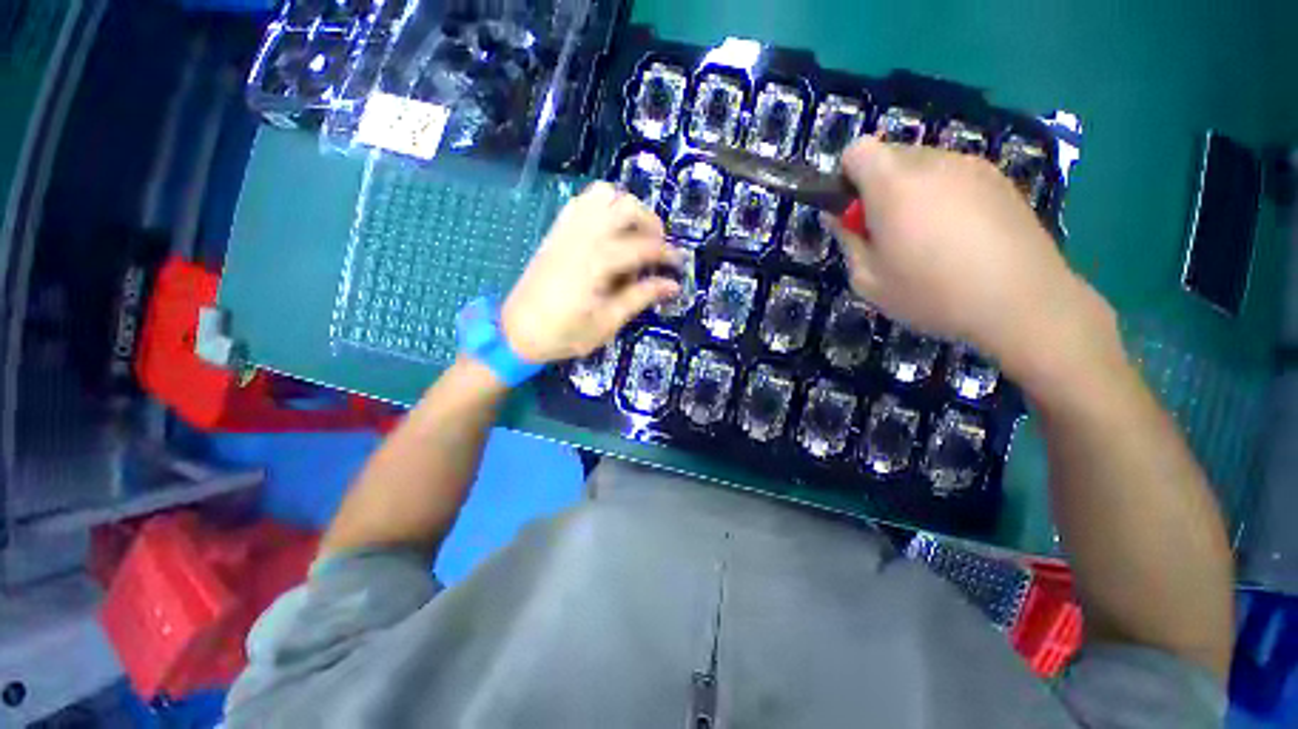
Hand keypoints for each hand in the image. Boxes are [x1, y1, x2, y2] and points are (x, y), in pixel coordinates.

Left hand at [502, 182, 681, 362]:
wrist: (516, 332)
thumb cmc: (564, 333)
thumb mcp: (607, 323)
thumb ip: (640, 298)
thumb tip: (672, 285)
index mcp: (597, 262)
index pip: (643, 246)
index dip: (667, 254)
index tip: (679, 265)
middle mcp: (583, 236)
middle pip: (626, 206)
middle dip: (651, 222)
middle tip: (658, 247)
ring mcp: (567, 229)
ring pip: (604, 194)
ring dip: (627, 208)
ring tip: (635, 235)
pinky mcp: (556, 231)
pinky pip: (583, 201)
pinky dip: (603, 206)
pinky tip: (609, 230)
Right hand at [831, 137, 1116, 385]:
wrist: (1021, 301)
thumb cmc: (931, 293)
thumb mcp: (868, 280)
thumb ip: (847, 240)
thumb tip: (838, 217)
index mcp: (893, 184)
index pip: (857, 151)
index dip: (846, 178)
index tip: (853, 213)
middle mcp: (933, 162)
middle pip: (890, 156)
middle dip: (878, 188)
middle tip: (888, 233)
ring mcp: (972, 166)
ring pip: (924, 166)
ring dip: (913, 192)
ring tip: (927, 238)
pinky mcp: (999, 179)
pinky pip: (955, 176)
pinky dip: (944, 196)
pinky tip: (959, 236)